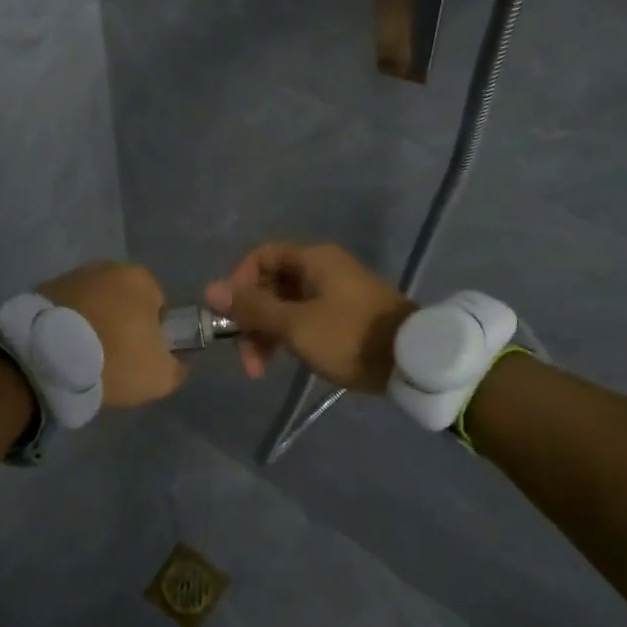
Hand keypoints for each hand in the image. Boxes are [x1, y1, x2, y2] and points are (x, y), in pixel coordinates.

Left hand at [39, 261, 186, 408]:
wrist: (49, 357)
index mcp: (141, 279)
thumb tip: (175, 362)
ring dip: (92, 323)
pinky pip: (66, 310)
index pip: (158, 307)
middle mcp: (107, 267)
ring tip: (83, 356)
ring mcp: (72, 275)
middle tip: (112, 358)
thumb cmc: (115, 359)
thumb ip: (177, 366)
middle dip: (120, 324)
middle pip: (124, 301)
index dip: (151, 334)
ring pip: (93, 304)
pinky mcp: (43, 288)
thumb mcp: (161, 376)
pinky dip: (67, 325)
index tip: (139, 356)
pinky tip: (62, 349)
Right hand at [206, 242, 416, 394]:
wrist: (415, 362)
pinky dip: (289, 337)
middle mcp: (324, 269)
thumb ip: (253, 308)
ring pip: (287, 306)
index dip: (239, 283)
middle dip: (252, 319)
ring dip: (268, 334)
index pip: (261, 257)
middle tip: (247, 357)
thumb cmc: (350, 336)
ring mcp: (337, 293)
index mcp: (313, 260)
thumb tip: (210, 288)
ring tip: (262, 369)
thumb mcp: (295, 325)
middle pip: (272, 284)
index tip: (230, 316)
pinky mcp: (347, 317)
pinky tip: (287, 360)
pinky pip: (305, 318)